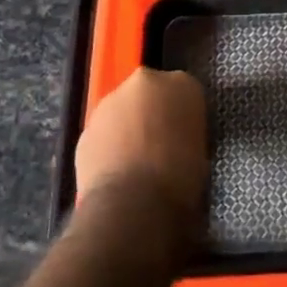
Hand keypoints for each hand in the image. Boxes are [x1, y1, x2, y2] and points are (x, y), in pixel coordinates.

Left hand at [75, 68, 208, 244]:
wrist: (133, 203)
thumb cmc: (180, 177)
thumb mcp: (200, 148)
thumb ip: (186, 129)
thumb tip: (176, 137)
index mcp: (182, 84)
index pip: (185, 91)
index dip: (183, 114)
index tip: (184, 134)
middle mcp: (144, 82)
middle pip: (149, 92)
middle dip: (151, 112)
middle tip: (159, 143)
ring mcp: (110, 102)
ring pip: (122, 110)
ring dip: (127, 126)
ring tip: (134, 161)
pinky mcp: (86, 126)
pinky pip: (103, 132)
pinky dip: (109, 145)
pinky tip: (115, 170)